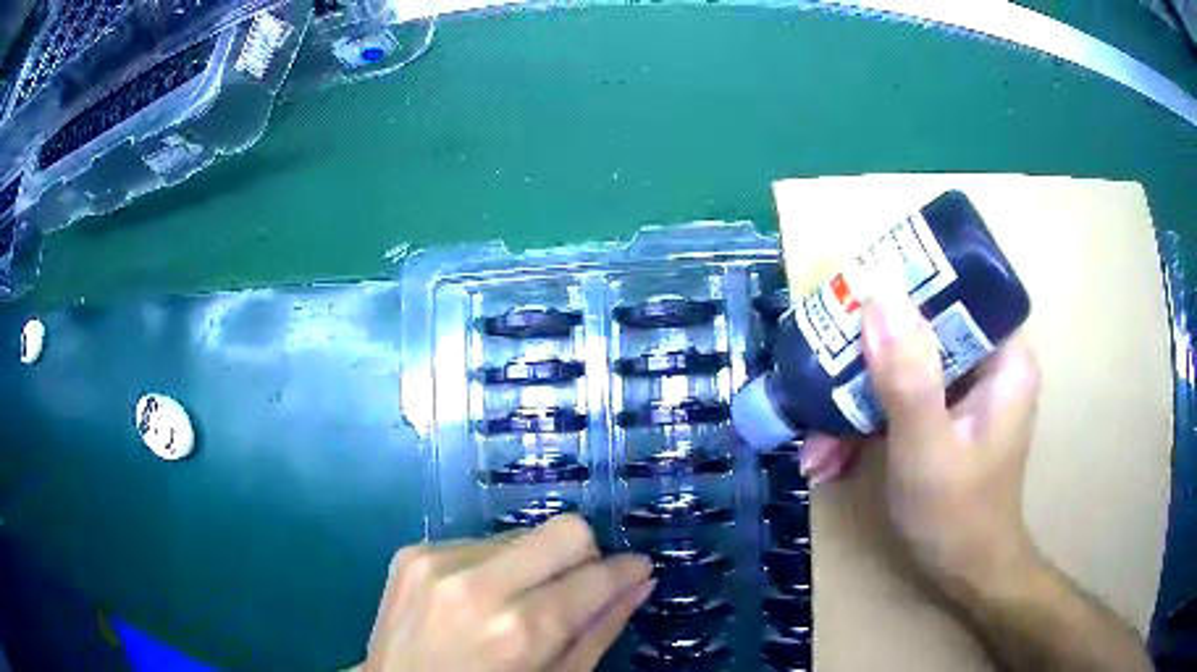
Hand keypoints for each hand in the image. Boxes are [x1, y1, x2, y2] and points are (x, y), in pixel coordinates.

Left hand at [364, 515, 653, 671]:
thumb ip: (600, 630)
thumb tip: (639, 582)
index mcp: (519, 629)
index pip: (595, 576)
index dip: (625, 570)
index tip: (637, 569)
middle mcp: (477, 584)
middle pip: (563, 530)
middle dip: (583, 555)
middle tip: (577, 586)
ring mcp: (437, 561)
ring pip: (521, 535)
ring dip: (532, 565)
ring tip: (514, 602)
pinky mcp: (412, 552)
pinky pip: (479, 542)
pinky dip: (492, 567)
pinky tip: (476, 599)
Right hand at [802, 291, 1041, 593]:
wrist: (964, 573)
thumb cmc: (956, 516)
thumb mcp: (928, 450)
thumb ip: (908, 377)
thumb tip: (878, 295)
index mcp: (1004, 358)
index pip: (958, 291)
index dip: (907, 286)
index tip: (854, 300)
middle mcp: (987, 363)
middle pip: (923, 328)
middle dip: (867, 360)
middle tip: (819, 378)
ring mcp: (964, 390)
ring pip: (904, 365)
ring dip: (856, 399)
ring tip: (816, 443)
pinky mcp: (943, 413)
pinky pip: (900, 396)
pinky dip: (866, 421)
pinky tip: (831, 456)